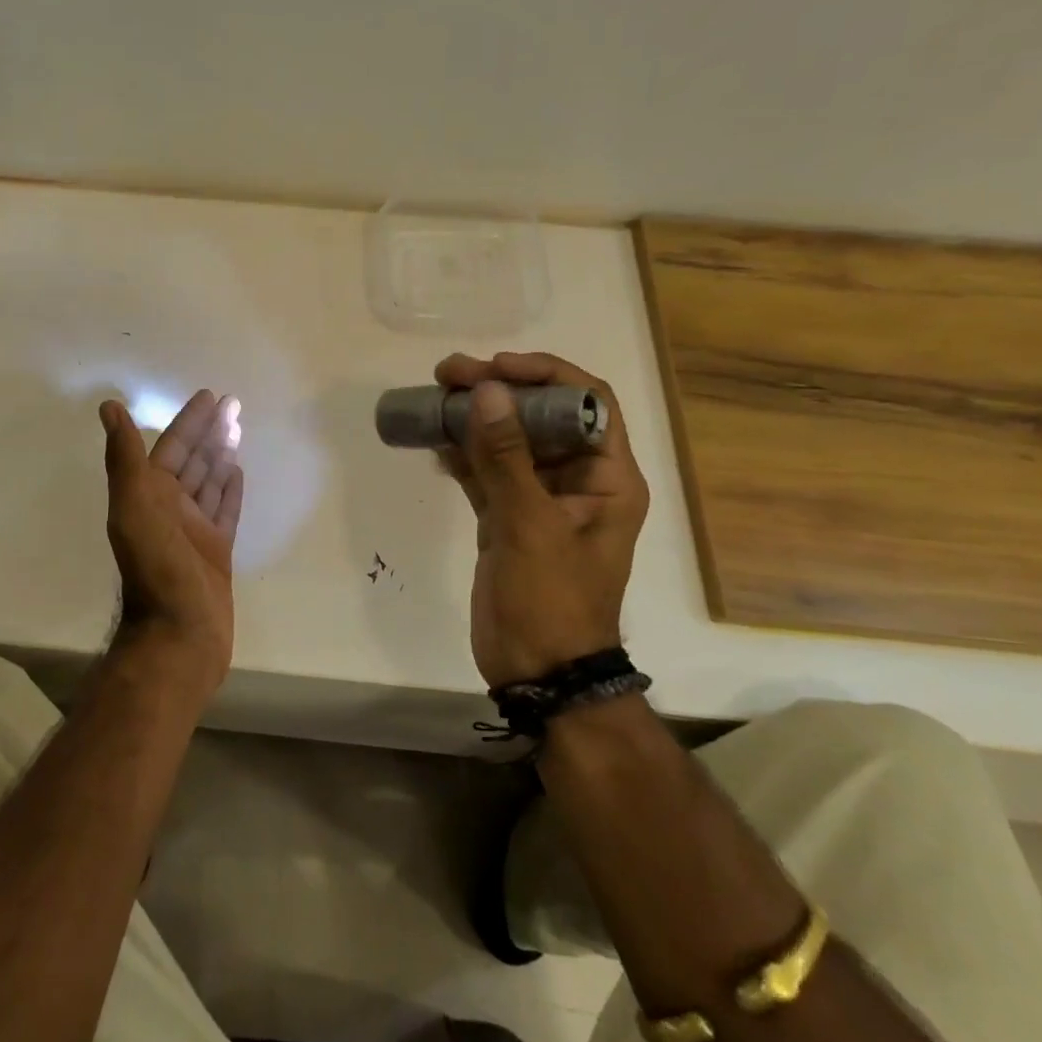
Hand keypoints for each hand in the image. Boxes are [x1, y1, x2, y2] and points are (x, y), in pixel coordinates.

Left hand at [99, 390, 244, 691]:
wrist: (179, 635)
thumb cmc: (157, 569)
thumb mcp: (134, 508)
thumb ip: (125, 459)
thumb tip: (109, 407)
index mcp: (150, 495)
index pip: (173, 446)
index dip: (190, 420)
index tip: (210, 396)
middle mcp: (170, 508)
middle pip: (194, 459)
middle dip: (211, 431)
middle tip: (234, 403)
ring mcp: (194, 530)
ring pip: (210, 481)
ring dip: (222, 453)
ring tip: (238, 427)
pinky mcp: (216, 551)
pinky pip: (224, 510)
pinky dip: (230, 489)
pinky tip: (238, 471)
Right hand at [433, 352, 650, 687]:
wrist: (539, 672)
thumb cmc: (551, 601)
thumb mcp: (529, 526)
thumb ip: (506, 457)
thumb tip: (487, 391)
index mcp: (607, 478)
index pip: (588, 403)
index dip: (546, 375)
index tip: (496, 368)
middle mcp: (578, 481)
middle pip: (542, 416)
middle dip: (498, 390)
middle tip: (449, 373)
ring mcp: (540, 500)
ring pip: (509, 442)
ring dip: (476, 418)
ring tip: (434, 396)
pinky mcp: (509, 518)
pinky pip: (487, 472)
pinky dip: (463, 454)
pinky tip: (434, 441)